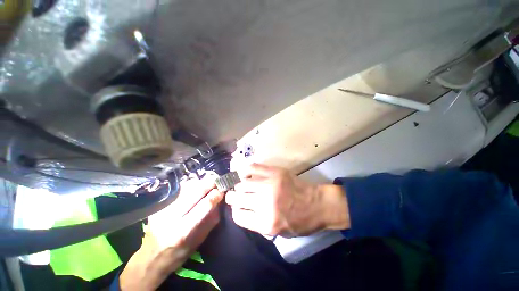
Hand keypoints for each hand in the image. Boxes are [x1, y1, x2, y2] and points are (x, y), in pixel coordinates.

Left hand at [120, 176, 223, 290]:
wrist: (149, 259)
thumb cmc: (177, 255)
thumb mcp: (198, 242)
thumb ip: (210, 221)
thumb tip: (219, 202)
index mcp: (183, 231)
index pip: (204, 205)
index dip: (215, 195)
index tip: (222, 190)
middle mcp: (170, 218)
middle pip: (194, 192)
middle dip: (209, 184)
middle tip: (217, 180)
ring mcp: (162, 210)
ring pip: (185, 188)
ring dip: (200, 183)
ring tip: (208, 182)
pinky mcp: (158, 206)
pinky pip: (178, 190)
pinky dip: (190, 186)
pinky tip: (195, 186)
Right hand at [226, 163, 349, 236]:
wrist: (317, 204)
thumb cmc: (300, 222)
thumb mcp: (278, 233)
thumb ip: (257, 223)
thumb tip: (241, 209)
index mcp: (266, 223)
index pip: (238, 216)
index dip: (235, 211)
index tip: (237, 207)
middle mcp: (265, 204)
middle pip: (237, 198)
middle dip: (232, 197)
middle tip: (234, 195)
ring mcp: (271, 185)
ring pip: (243, 183)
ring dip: (239, 185)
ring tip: (242, 185)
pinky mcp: (276, 172)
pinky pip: (254, 168)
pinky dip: (246, 170)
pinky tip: (245, 173)